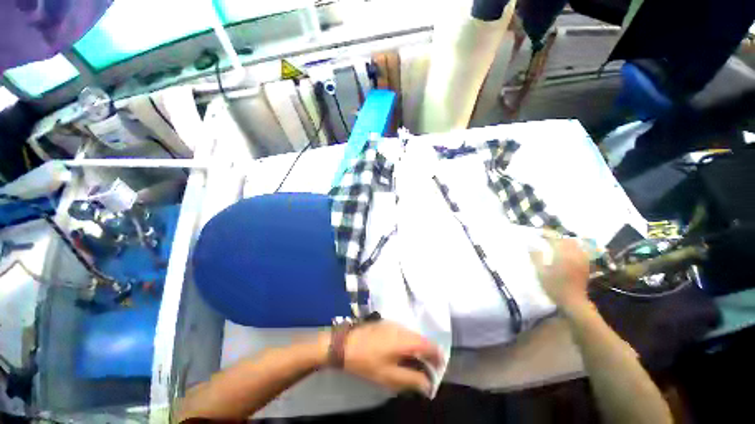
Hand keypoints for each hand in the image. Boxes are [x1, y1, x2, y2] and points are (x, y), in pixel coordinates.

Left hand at [341, 321, 442, 395]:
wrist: (346, 344)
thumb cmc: (368, 362)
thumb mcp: (390, 376)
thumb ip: (412, 379)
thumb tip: (428, 384)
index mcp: (406, 339)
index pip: (430, 345)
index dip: (438, 358)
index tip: (439, 370)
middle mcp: (403, 328)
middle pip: (422, 340)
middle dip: (427, 355)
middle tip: (425, 371)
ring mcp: (394, 324)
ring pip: (412, 336)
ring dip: (417, 349)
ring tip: (413, 364)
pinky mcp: (386, 324)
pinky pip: (403, 333)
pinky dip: (407, 343)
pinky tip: (400, 354)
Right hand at [531, 238, 590, 311]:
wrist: (573, 301)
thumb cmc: (554, 286)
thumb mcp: (541, 272)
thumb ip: (536, 256)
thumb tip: (530, 244)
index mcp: (563, 255)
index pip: (555, 239)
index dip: (546, 234)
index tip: (538, 234)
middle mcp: (574, 254)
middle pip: (567, 240)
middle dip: (557, 238)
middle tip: (547, 240)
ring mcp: (582, 260)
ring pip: (576, 245)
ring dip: (566, 243)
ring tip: (557, 246)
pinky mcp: (585, 266)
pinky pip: (581, 252)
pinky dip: (574, 249)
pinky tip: (568, 254)